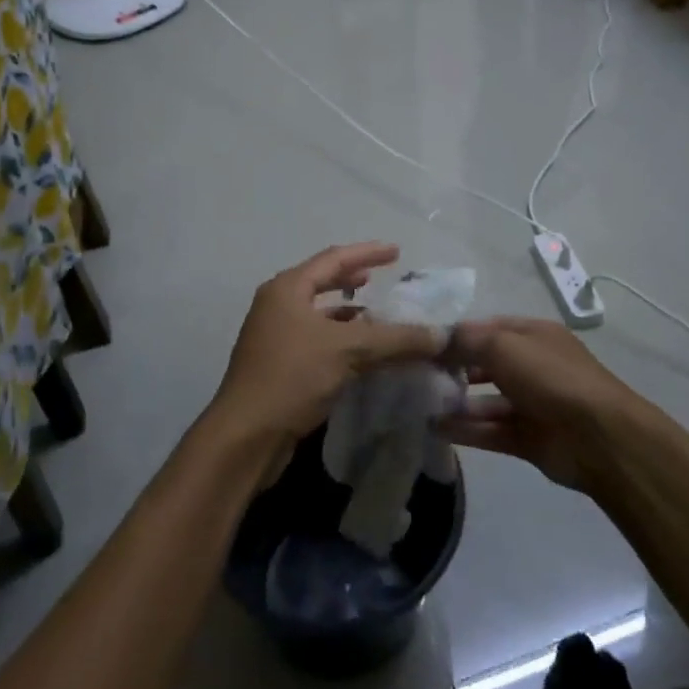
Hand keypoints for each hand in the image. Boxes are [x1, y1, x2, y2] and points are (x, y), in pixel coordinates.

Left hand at [208, 243, 444, 470]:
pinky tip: (365, 356)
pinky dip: (344, 342)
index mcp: (287, 289)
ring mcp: (276, 337)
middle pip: (323, 283)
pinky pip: (319, 343)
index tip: (397, 252)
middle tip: (384, 279)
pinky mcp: (281, 367)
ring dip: (351, 315)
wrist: (247, 436)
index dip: (367, 253)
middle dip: (354, 280)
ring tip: (381, 319)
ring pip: (322, 316)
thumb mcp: (348, 351)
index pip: (333, 259)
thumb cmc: (292, 377)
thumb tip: (441, 335)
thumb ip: (395, 339)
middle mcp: (278, 306)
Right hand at [437, 318, 642, 488]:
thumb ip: (467, 340)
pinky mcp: (529, 439)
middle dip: (455, 369)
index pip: (489, 329)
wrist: (599, 438)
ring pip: (487, 401)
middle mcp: (533, 366)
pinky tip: (436, 429)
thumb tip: (437, 339)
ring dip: (457, 403)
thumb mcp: (503, 345)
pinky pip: (491, 431)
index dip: (458, 335)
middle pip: (486, 365)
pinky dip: (466, 430)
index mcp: (534, 336)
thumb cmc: (550, 377)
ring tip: (421, 405)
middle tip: (418, 376)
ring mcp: (532, 404)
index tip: (424, 344)